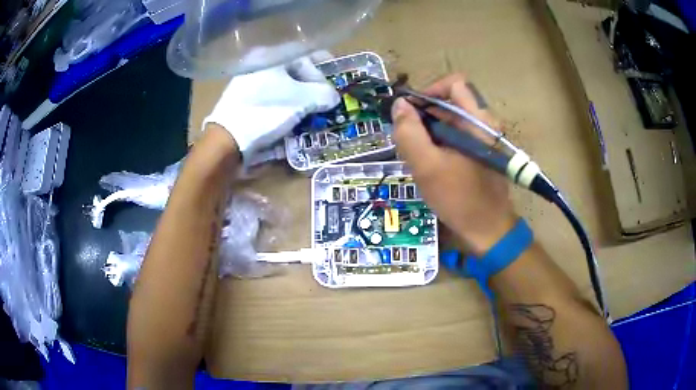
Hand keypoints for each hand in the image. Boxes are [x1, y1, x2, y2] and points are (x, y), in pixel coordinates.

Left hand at [204, 55, 339, 160]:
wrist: (227, 139)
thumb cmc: (266, 111)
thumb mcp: (301, 100)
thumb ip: (323, 94)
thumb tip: (333, 97)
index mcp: (271, 57)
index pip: (306, 55)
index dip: (325, 66)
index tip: (337, 78)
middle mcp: (259, 65)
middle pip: (295, 71)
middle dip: (313, 86)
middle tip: (325, 100)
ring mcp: (249, 83)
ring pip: (284, 86)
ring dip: (301, 98)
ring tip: (312, 112)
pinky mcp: (245, 101)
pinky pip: (273, 98)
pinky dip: (286, 105)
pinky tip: (292, 118)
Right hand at [392, 74, 516, 254]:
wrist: (489, 230)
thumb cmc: (460, 199)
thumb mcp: (427, 166)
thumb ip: (409, 132)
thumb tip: (399, 105)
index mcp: (478, 120)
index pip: (454, 83)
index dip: (430, 91)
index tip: (411, 111)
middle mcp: (485, 123)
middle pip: (450, 103)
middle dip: (425, 116)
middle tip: (409, 140)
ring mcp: (484, 138)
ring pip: (452, 121)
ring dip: (430, 133)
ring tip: (418, 157)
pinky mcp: (481, 152)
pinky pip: (457, 136)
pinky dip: (440, 144)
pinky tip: (431, 165)